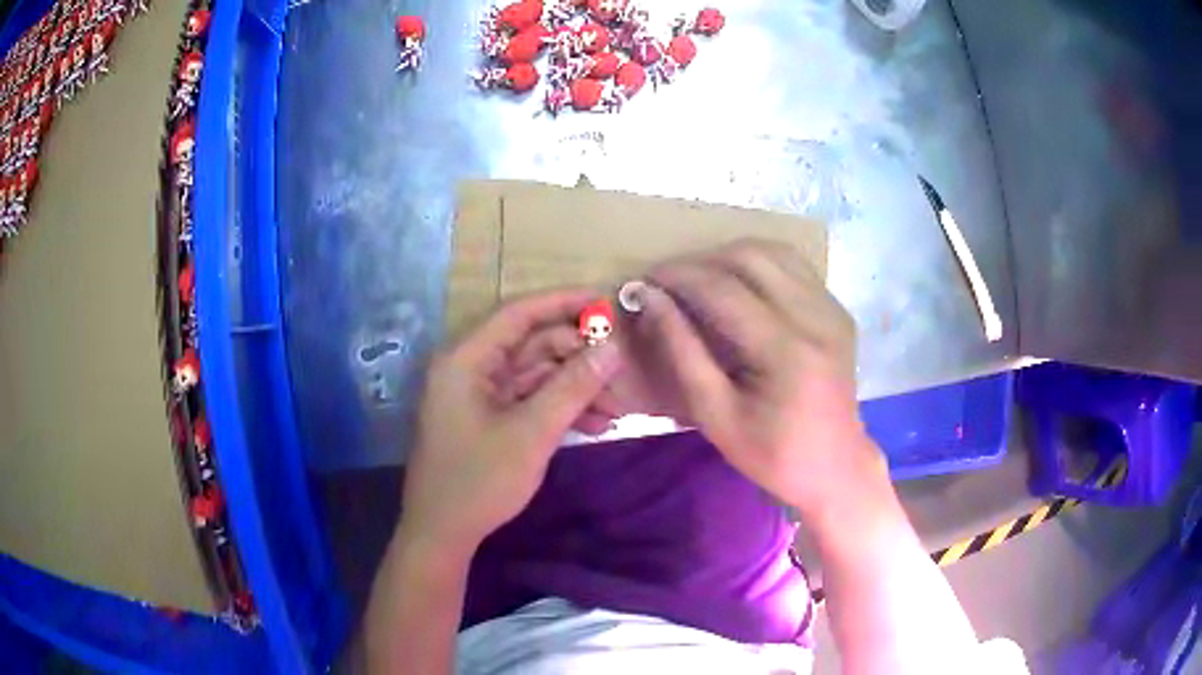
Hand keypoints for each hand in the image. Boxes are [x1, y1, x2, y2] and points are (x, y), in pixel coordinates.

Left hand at [399, 289, 620, 554]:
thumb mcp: (532, 433)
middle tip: (621, 371)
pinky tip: (596, 426)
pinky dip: (560, 408)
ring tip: (617, 409)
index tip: (606, 303)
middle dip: (579, 357)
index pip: (519, 313)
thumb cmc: (479, 480)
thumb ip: (573, 386)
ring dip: (576, 388)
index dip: (564, 302)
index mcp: (466, 359)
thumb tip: (613, 347)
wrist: (443, 533)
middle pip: (531, 344)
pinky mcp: (487, 418)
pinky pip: (529, 400)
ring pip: (536, 375)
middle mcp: (470, 368)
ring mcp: (478, 394)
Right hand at [630, 239, 882, 515]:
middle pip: (750, 256)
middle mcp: (815, 316)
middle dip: (701, 260)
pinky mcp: (838, 310)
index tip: (644, 280)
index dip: (677, 277)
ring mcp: (832, 309)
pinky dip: (760, 266)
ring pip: (775, 251)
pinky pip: (794, 267)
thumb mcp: (716, 414)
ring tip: (701, 280)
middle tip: (670, 282)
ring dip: (730, 256)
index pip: (722, 289)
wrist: (835, 467)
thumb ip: (682, 352)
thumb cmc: (772, 454)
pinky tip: (740, 287)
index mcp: (785, 350)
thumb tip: (651, 299)